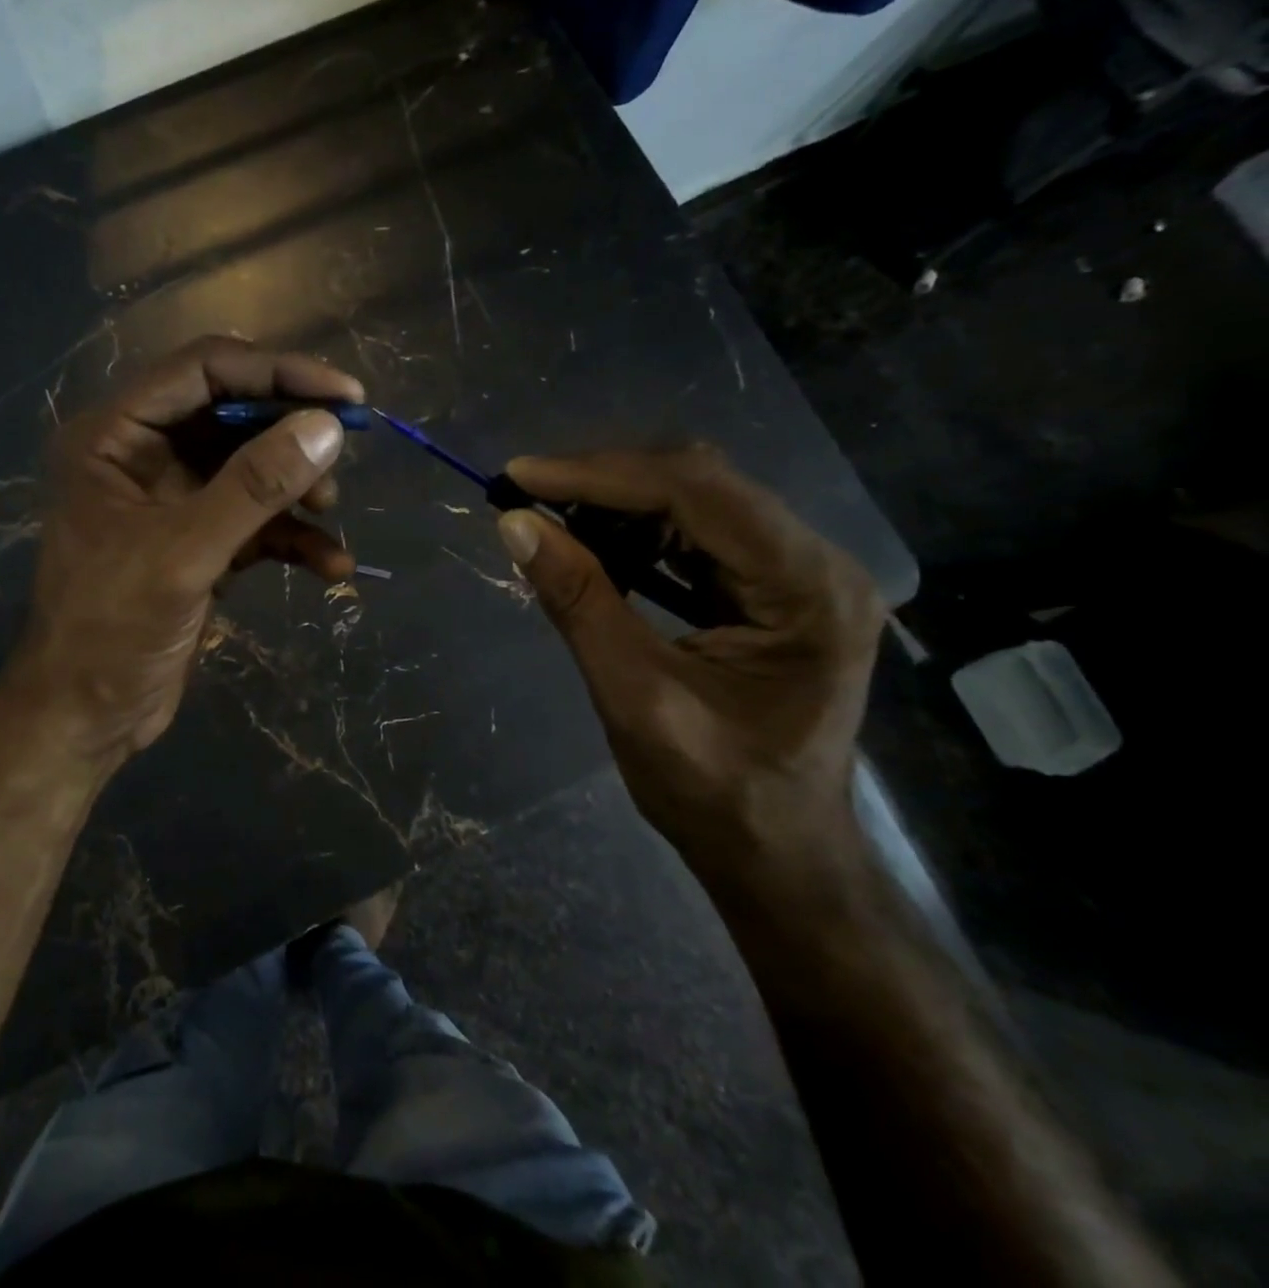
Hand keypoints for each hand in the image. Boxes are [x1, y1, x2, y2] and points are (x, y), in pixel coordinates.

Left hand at [4, 338, 362, 767]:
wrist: (86, 718)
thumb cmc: (111, 629)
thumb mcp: (184, 553)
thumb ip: (254, 487)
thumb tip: (325, 428)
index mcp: (115, 436)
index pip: (202, 370)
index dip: (276, 372)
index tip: (344, 396)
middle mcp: (143, 456)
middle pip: (232, 415)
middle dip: (290, 434)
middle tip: (344, 450)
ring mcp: (173, 501)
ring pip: (250, 470)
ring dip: (296, 488)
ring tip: (330, 511)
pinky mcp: (199, 544)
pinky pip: (256, 522)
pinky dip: (294, 539)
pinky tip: (331, 566)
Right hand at [494, 447, 884, 899]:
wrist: (777, 855)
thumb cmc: (715, 794)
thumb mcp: (635, 697)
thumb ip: (579, 602)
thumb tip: (514, 525)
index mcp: (806, 589)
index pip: (697, 493)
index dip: (600, 474)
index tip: (519, 475)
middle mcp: (815, 563)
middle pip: (701, 484)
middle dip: (604, 482)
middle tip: (524, 493)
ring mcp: (797, 573)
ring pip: (695, 502)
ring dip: (614, 503)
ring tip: (545, 515)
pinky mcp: (770, 588)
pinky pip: (696, 535)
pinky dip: (634, 532)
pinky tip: (589, 542)